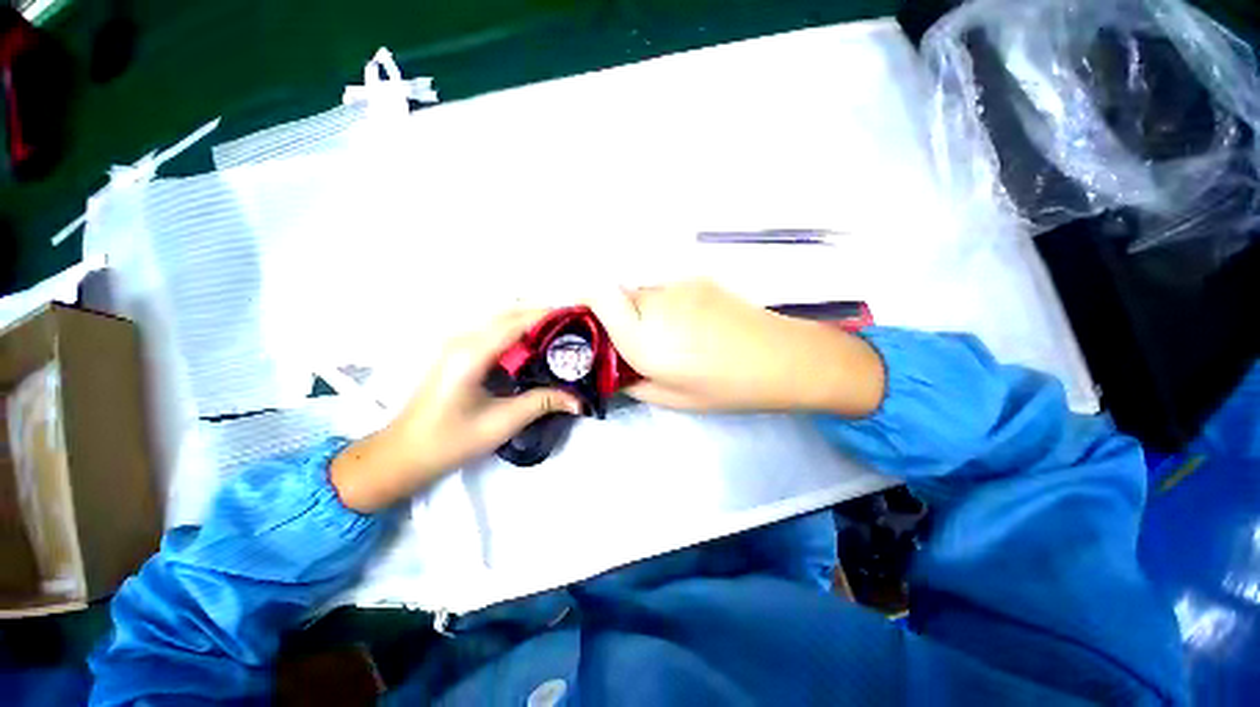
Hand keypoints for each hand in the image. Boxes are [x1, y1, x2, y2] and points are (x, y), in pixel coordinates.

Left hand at [330, 309, 581, 512]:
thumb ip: (543, 402)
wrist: (404, 454)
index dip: (549, 315)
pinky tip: (534, 347)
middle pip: (509, 313)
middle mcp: (463, 339)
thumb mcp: (502, 422)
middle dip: (543, 315)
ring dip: (531, 322)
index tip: (577, 317)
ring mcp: (458, 344)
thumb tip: (579, 400)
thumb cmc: (451, 440)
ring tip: (560, 335)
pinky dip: (518, 332)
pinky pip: (494, 332)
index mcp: (472, 353)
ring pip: (501, 320)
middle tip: (574, 328)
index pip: (517, 322)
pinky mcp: (458, 352)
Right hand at [590, 280, 884, 414]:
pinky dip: (667, 307)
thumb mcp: (672, 398)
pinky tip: (693, 326)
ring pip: (643, 294)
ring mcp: (679, 287)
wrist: (782, 358)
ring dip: (645, 313)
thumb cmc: (726, 387)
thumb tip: (613, 371)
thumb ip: (633, 382)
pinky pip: (667, 291)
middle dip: (619, 319)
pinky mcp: (698, 280)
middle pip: (618, 297)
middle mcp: (655, 303)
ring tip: (673, 337)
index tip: (588, 328)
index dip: (584, 305)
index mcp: (643, 337)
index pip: (597, 296)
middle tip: (638, 344)